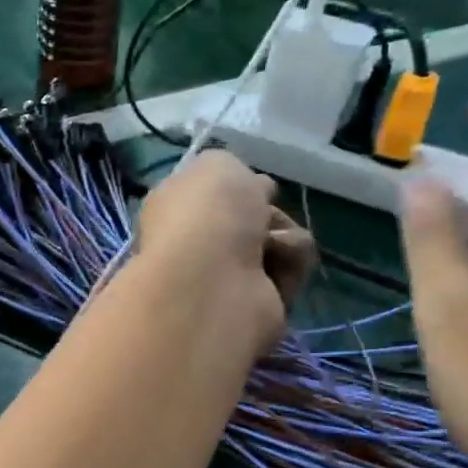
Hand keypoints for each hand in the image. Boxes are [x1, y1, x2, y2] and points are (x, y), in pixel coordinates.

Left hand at [136, 150, 316, 355]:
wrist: (215, 280)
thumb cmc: (207, 214)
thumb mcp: (215, 164)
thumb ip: (228, 169)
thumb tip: (251, 192)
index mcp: (175, 212)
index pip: (213, 196)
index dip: (237, 188)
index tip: (250, 185)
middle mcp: (198, 246)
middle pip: (255, 217)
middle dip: (267, 212)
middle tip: (260, 217)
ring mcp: (227, 278)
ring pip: (282, 241)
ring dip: (285, 238)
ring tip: (269, 246)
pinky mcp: (259, 304)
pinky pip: (293, 270)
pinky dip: (291, 264)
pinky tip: (275, 270)